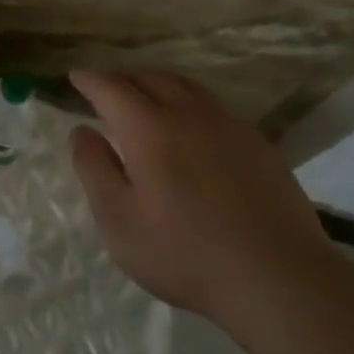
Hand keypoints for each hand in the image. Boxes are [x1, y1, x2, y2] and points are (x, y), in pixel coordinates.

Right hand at [68, 70, 353, 338]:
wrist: (277, 277)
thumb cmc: (183, 252)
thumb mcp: (118, 218)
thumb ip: (94, 168)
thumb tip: (82, 131)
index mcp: (149, 128)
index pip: (112, 88)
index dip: (90, 80)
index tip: (75, 76)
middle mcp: (190, 115)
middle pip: (152, 79)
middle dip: (123, 79)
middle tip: (106, 90)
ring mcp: (230, 127)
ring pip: (187, 88)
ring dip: (159, 85)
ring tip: (146, 99)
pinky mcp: (259, 145)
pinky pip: (215, 108)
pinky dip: (190, 105)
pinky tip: (191, 130)